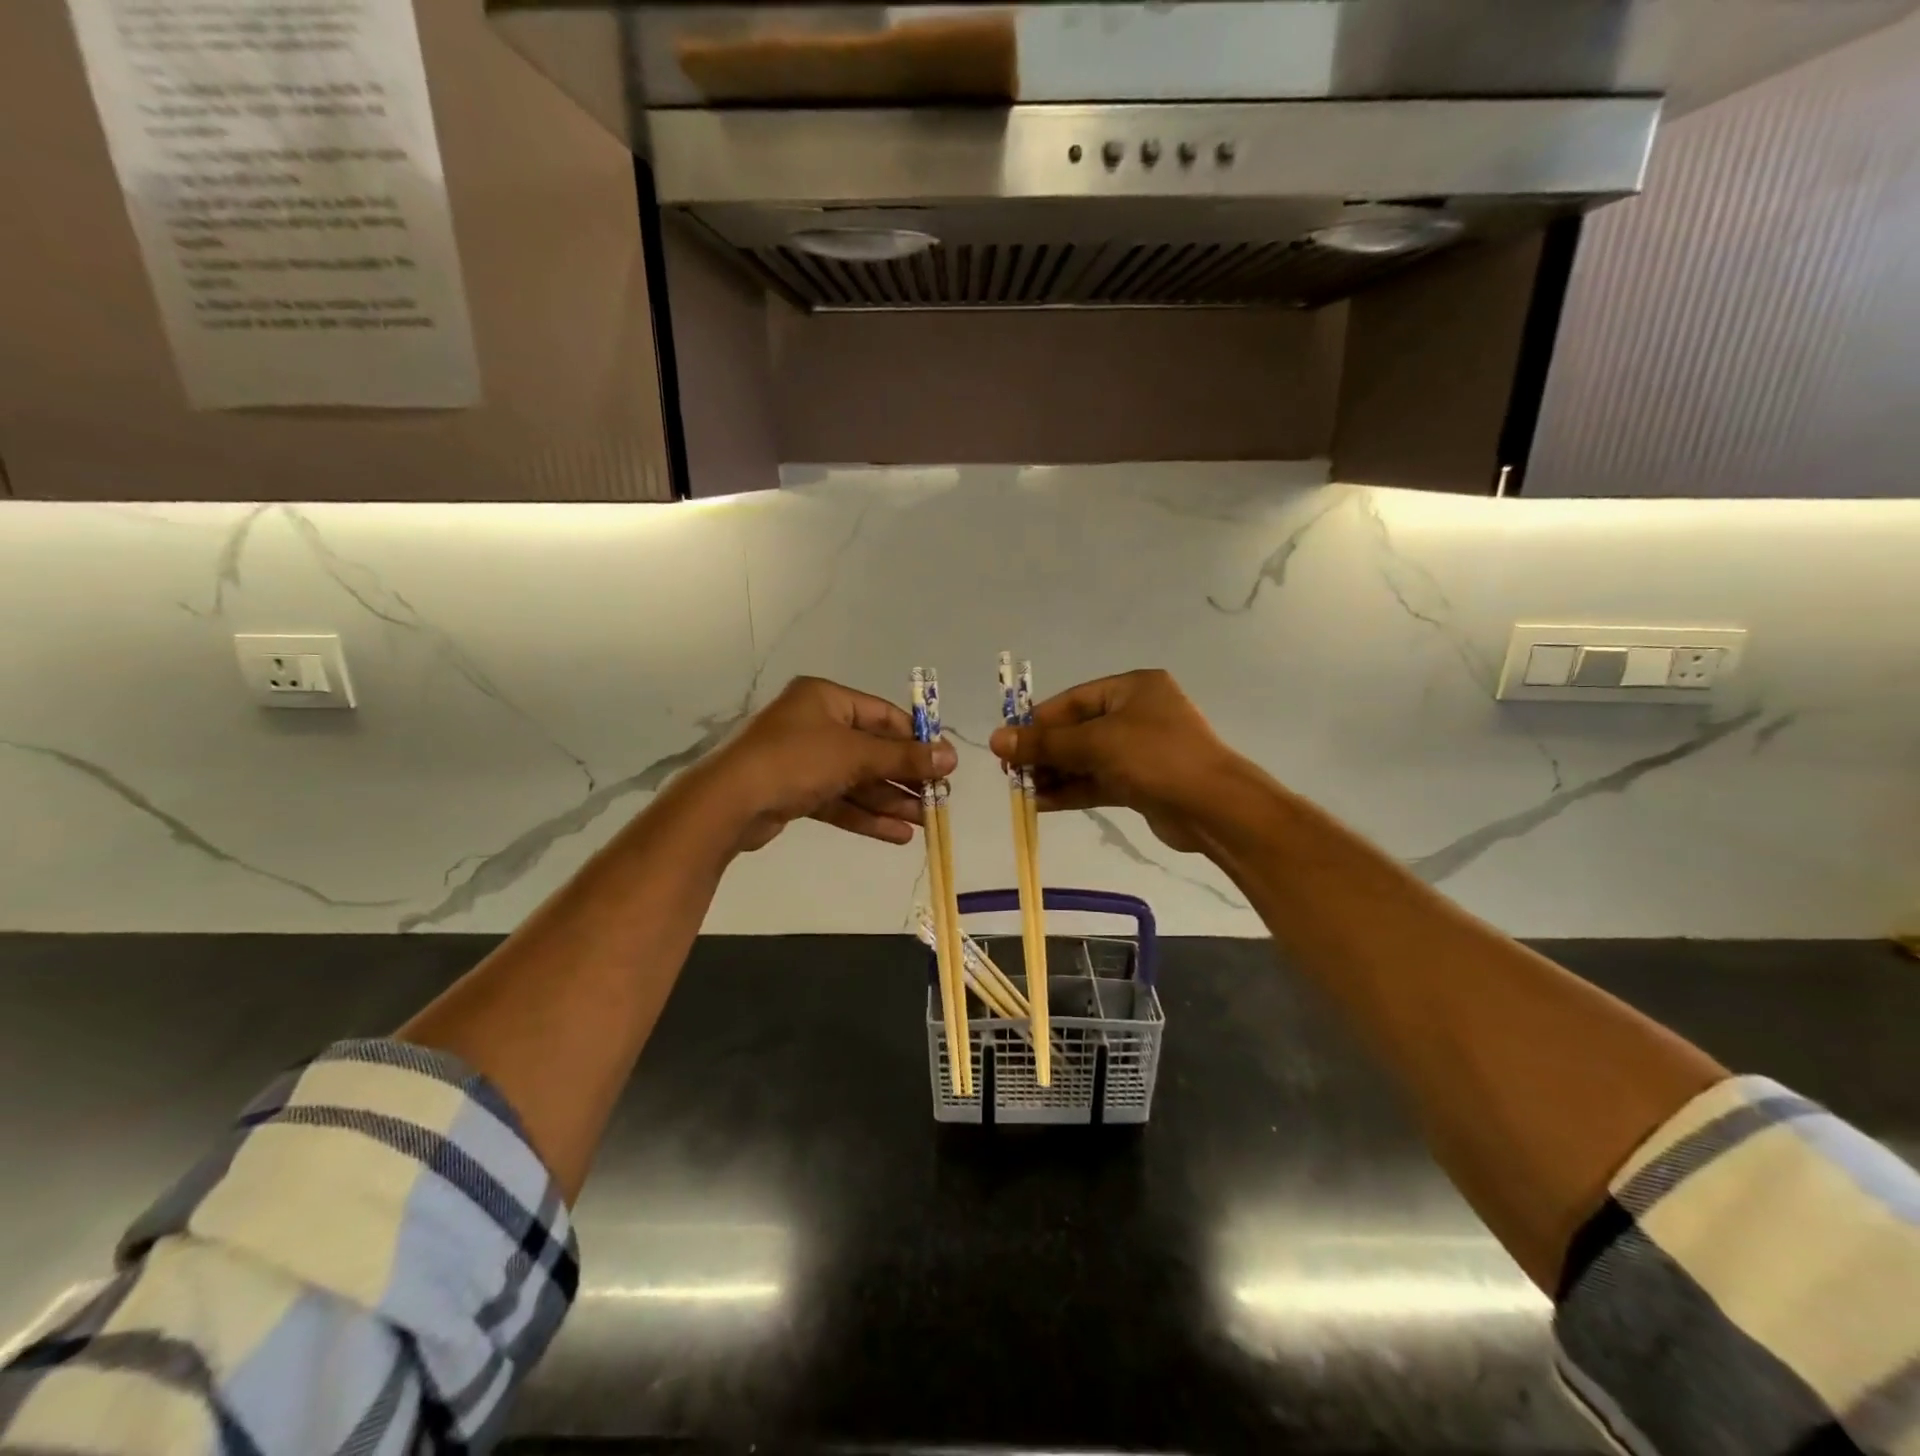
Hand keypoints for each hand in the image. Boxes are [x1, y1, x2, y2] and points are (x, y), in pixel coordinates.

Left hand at [693, 676, 955, 852]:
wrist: (728, 803)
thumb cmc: (795, 761)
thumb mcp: (855, 754)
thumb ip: (904, 757)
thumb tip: (951, 757)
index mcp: (826, 698)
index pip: (883, 715)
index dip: (916, 739)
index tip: (944, 764)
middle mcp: (815, 724)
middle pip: (872, 750)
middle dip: (905, 777)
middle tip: (937, 798)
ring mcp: (804, 760)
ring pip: (857, 779)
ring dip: (890, 801)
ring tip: (924, 822)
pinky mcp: (796, 792)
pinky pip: (840, 800)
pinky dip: (866, 816)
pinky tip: (897, 835)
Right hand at [988, 669, 1241, 853]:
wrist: (1214, 807)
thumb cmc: (1155, 757)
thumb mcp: (1095, 743)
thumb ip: (1045, 743)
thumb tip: (995, 739)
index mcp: (1132, 688)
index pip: (1073, 701)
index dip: (1038, 722)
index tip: (1008, 743)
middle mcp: (1137, 714)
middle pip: (1077, 730)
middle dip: (1044, 752)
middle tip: (1011, 772)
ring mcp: (1141, 750)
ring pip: (1086, 759)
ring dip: (1055, 774)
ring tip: (1022, 790)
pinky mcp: (1142, 782)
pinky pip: (1098, 781)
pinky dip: (1072, 790)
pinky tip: (1042, 803)